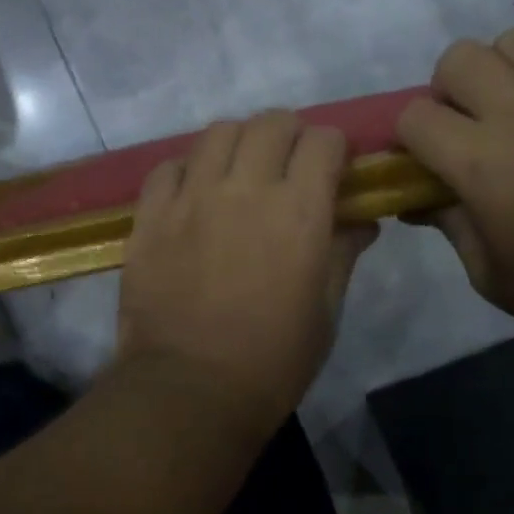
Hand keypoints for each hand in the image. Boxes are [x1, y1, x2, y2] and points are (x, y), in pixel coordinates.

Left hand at [116, 111, 378, 424]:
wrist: (189, 391)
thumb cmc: (272, 361)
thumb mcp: (326, 312)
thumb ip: (344, 254)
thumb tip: (362, 221)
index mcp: (298, 211)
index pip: (323, 140)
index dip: (334, 148)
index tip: (333, 168)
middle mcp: (245, 189)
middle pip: (270, 122)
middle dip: (289, 134)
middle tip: (288, 165)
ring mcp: (191, 198)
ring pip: (218, 132)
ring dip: (238, 143)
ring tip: (238, 171)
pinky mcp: (150, 215)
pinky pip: (168, 166)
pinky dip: (187, 170)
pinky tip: (192, 194)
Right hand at [396, 30, 513, 349]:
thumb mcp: (489, 273)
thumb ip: (448, 223)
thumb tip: (418, 199)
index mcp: (480, 161)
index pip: (414, 116)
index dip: (410, 138)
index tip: (424, 161)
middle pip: (459, 58)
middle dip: (449, 89)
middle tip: (468, 126)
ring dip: (504, 72)